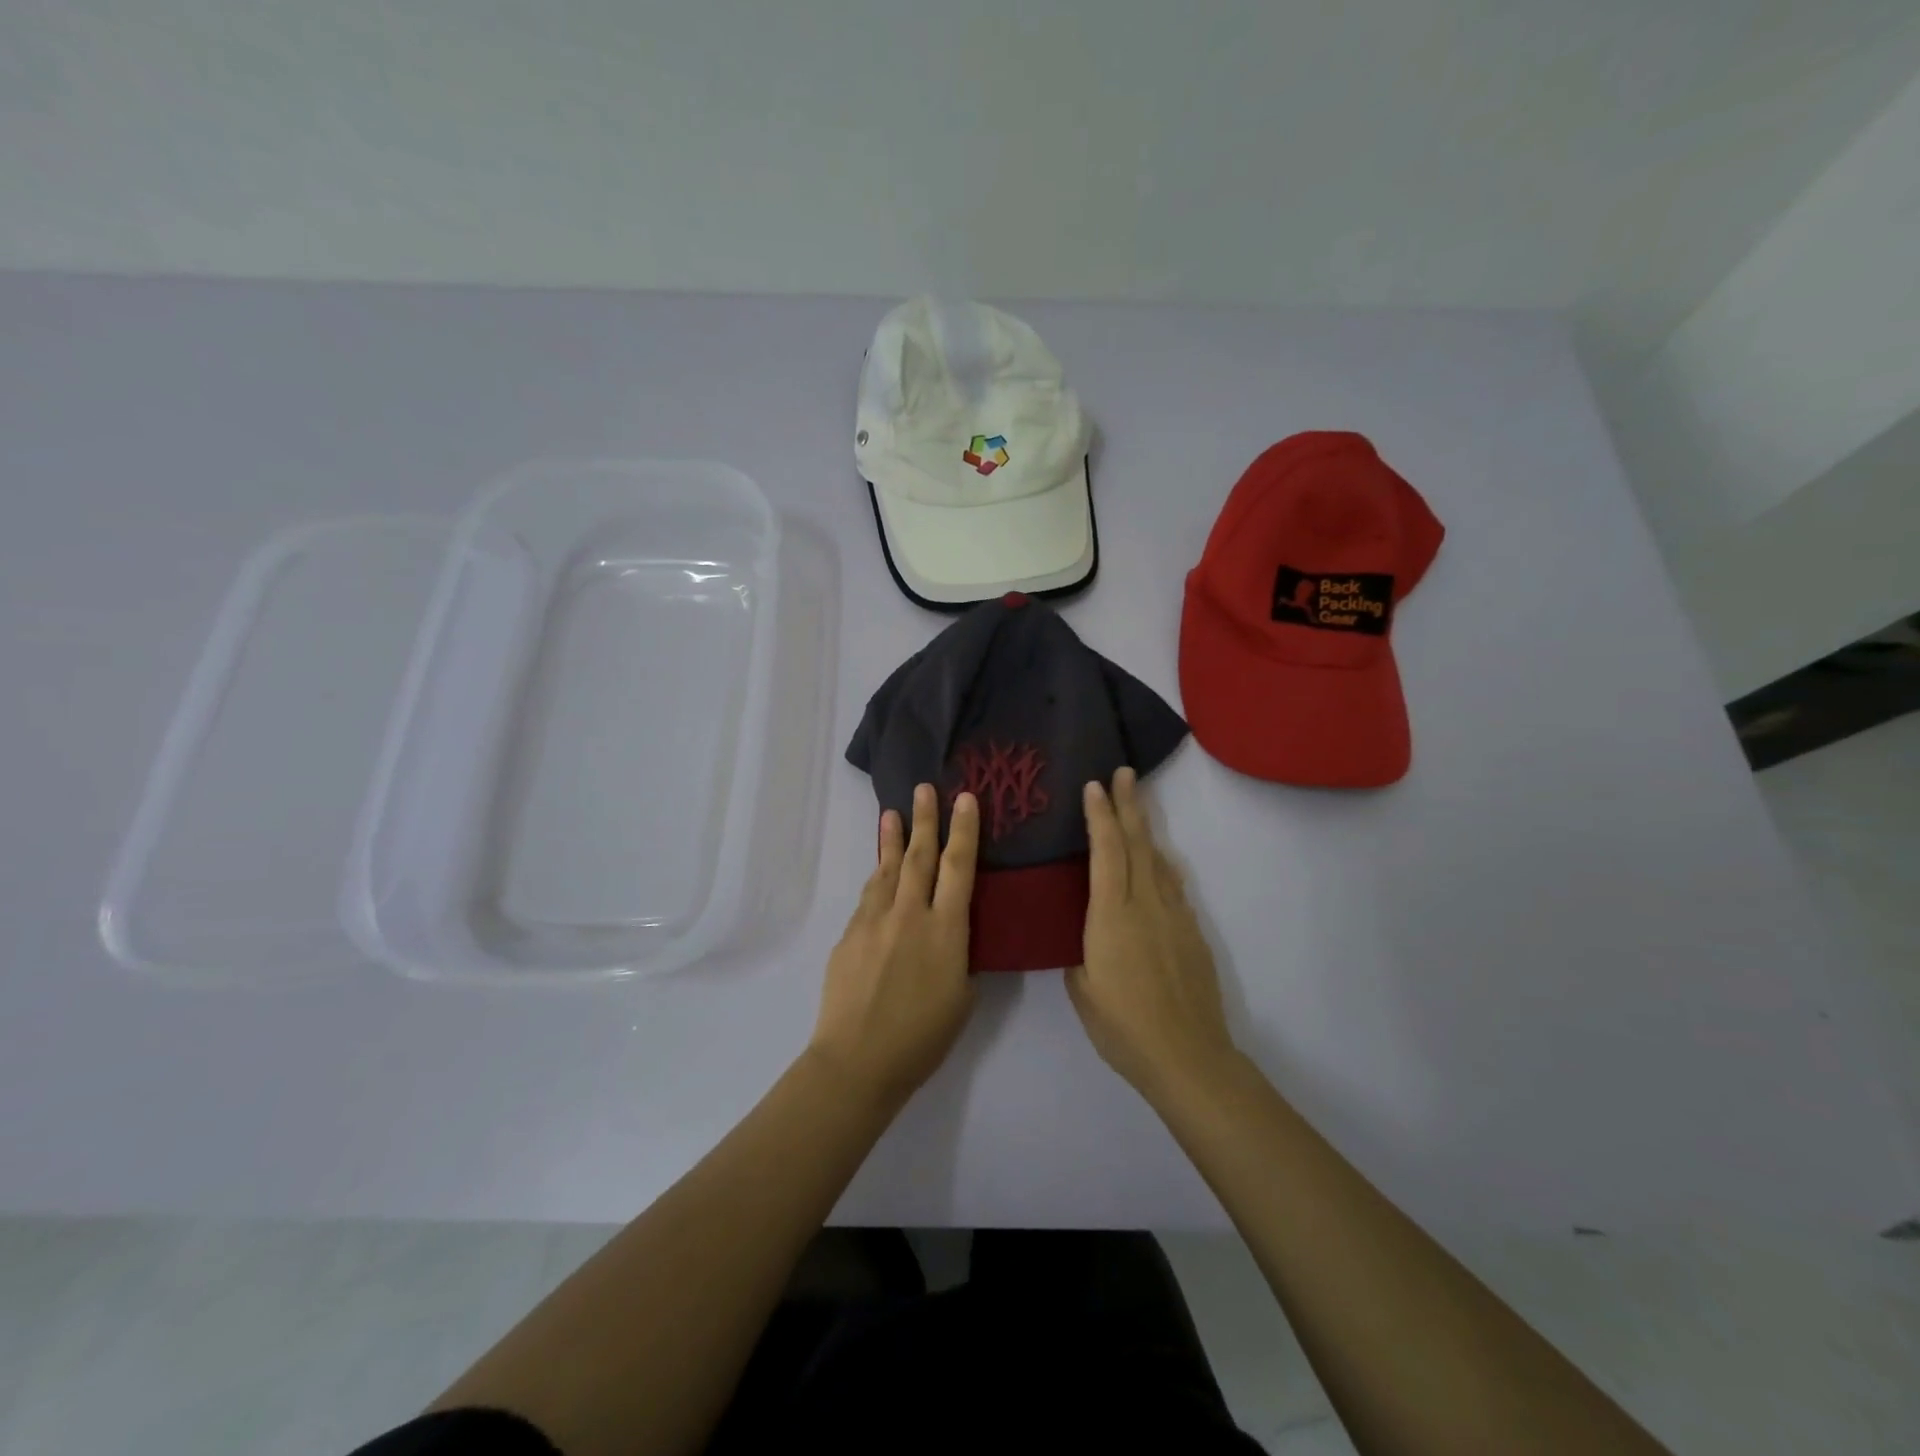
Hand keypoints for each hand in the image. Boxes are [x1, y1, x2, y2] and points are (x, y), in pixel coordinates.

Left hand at [809, 785, 979, 1108]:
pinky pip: (868, 897)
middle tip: (925, 788)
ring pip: (887, 870)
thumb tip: (951, 936)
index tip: (965, 798)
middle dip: (925, 820)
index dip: (964, 831)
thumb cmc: (922, 1038)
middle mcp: (910, 914)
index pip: (959, 867)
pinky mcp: (849, 934)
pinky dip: (877, 877)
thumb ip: (959, 957)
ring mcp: (874, 921)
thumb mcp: (961, 998)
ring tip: (892, 814)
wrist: (858, 1060)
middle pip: (920, 857)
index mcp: (946, 930)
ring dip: (892, 840)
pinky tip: (879, 870)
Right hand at [1066, 768, 1236, 1102]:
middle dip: (1129, 806)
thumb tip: (1085, 934)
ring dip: (1146, 830)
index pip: (1107, 852)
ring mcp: (1175, 916)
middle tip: (1125, 773)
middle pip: (1138, 844)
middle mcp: (1146, 904)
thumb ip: (1080, 952)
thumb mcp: (1082, 989)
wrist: (1188, 1056)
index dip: (1100, 816)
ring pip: (1159, 861)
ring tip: (1137, 808)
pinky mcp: (1193, 933)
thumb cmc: (1123, 1026)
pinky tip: (1158, 864)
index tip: (1096, 786)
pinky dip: (1161, 864)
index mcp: (1112, 915)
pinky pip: (1173, 886)